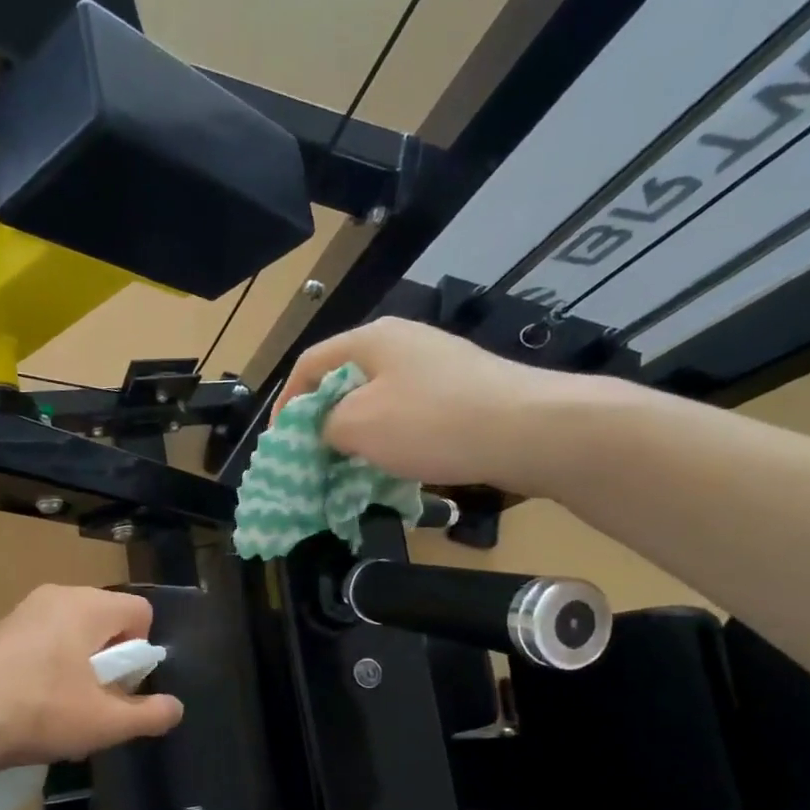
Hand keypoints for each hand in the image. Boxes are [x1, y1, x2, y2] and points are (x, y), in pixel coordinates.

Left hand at [0, 586, 184, 773]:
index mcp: (86, 606)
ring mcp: (23, 610)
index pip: (140, 612)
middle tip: (93, 700)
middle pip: (106, 620)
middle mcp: (56, 595)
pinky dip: (50, 663)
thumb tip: (174, 708)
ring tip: (62, 706)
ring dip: (80, 664)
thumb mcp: (104, 723)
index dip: (141, 652)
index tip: (121, 688)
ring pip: (73, 630)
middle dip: (110, 659)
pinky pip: (44, 638)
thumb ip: (149, 715)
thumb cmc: (38, 714)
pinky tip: (32, 701)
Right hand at [273, 317, 622, 495]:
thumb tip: (324, 431)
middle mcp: (403, 343)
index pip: (309, 364)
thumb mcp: (356, 426)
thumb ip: (323, 427)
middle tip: (313, 460)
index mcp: (371, 339)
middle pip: (344, 382)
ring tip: (350, 470)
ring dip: (358, 436)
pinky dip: (392, 440)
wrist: (529, 430)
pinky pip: (411, 414)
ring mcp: (437, 366)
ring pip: (378, 401)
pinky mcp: (463, 391)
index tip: (280, 444)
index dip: (286, 403)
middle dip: (322, 423)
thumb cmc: (430, 422)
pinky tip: (396, 467)